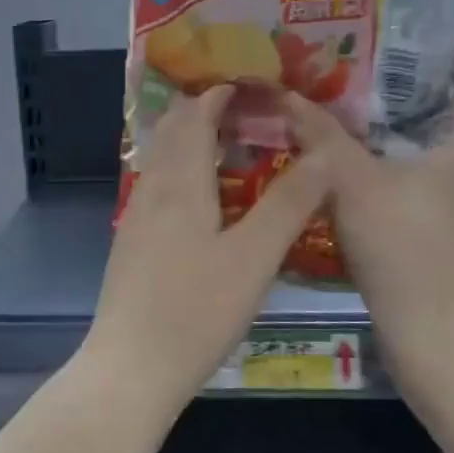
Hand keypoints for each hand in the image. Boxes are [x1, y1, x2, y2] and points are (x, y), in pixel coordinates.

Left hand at [85, 85, 330, 395]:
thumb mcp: (254, 258)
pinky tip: (205, 200)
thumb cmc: (195, 311)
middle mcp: (152, 191)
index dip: (220, 94)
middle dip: (205, 111)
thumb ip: (289, 204)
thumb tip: (323, 154)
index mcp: (180, 184)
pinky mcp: (132, 246)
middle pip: (173, 133)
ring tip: (232, 148)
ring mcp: (136, 219)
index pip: (195, 116)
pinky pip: (159, 189)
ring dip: (193, 142)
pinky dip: (183, 174)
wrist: (130, 368)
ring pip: (163, 161)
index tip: (252, 84)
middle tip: (247, 110)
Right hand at [285, 32, 453, 343]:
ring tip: (367, 126)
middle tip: (381, 83)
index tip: (440, 44)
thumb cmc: (404, 244)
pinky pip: (453, 183)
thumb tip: (285, 96)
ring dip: (422, 131)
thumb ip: (318, 134)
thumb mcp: (350, 180)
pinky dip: (421, 168)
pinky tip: (373, 179)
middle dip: (433, 90)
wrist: (438, 333)